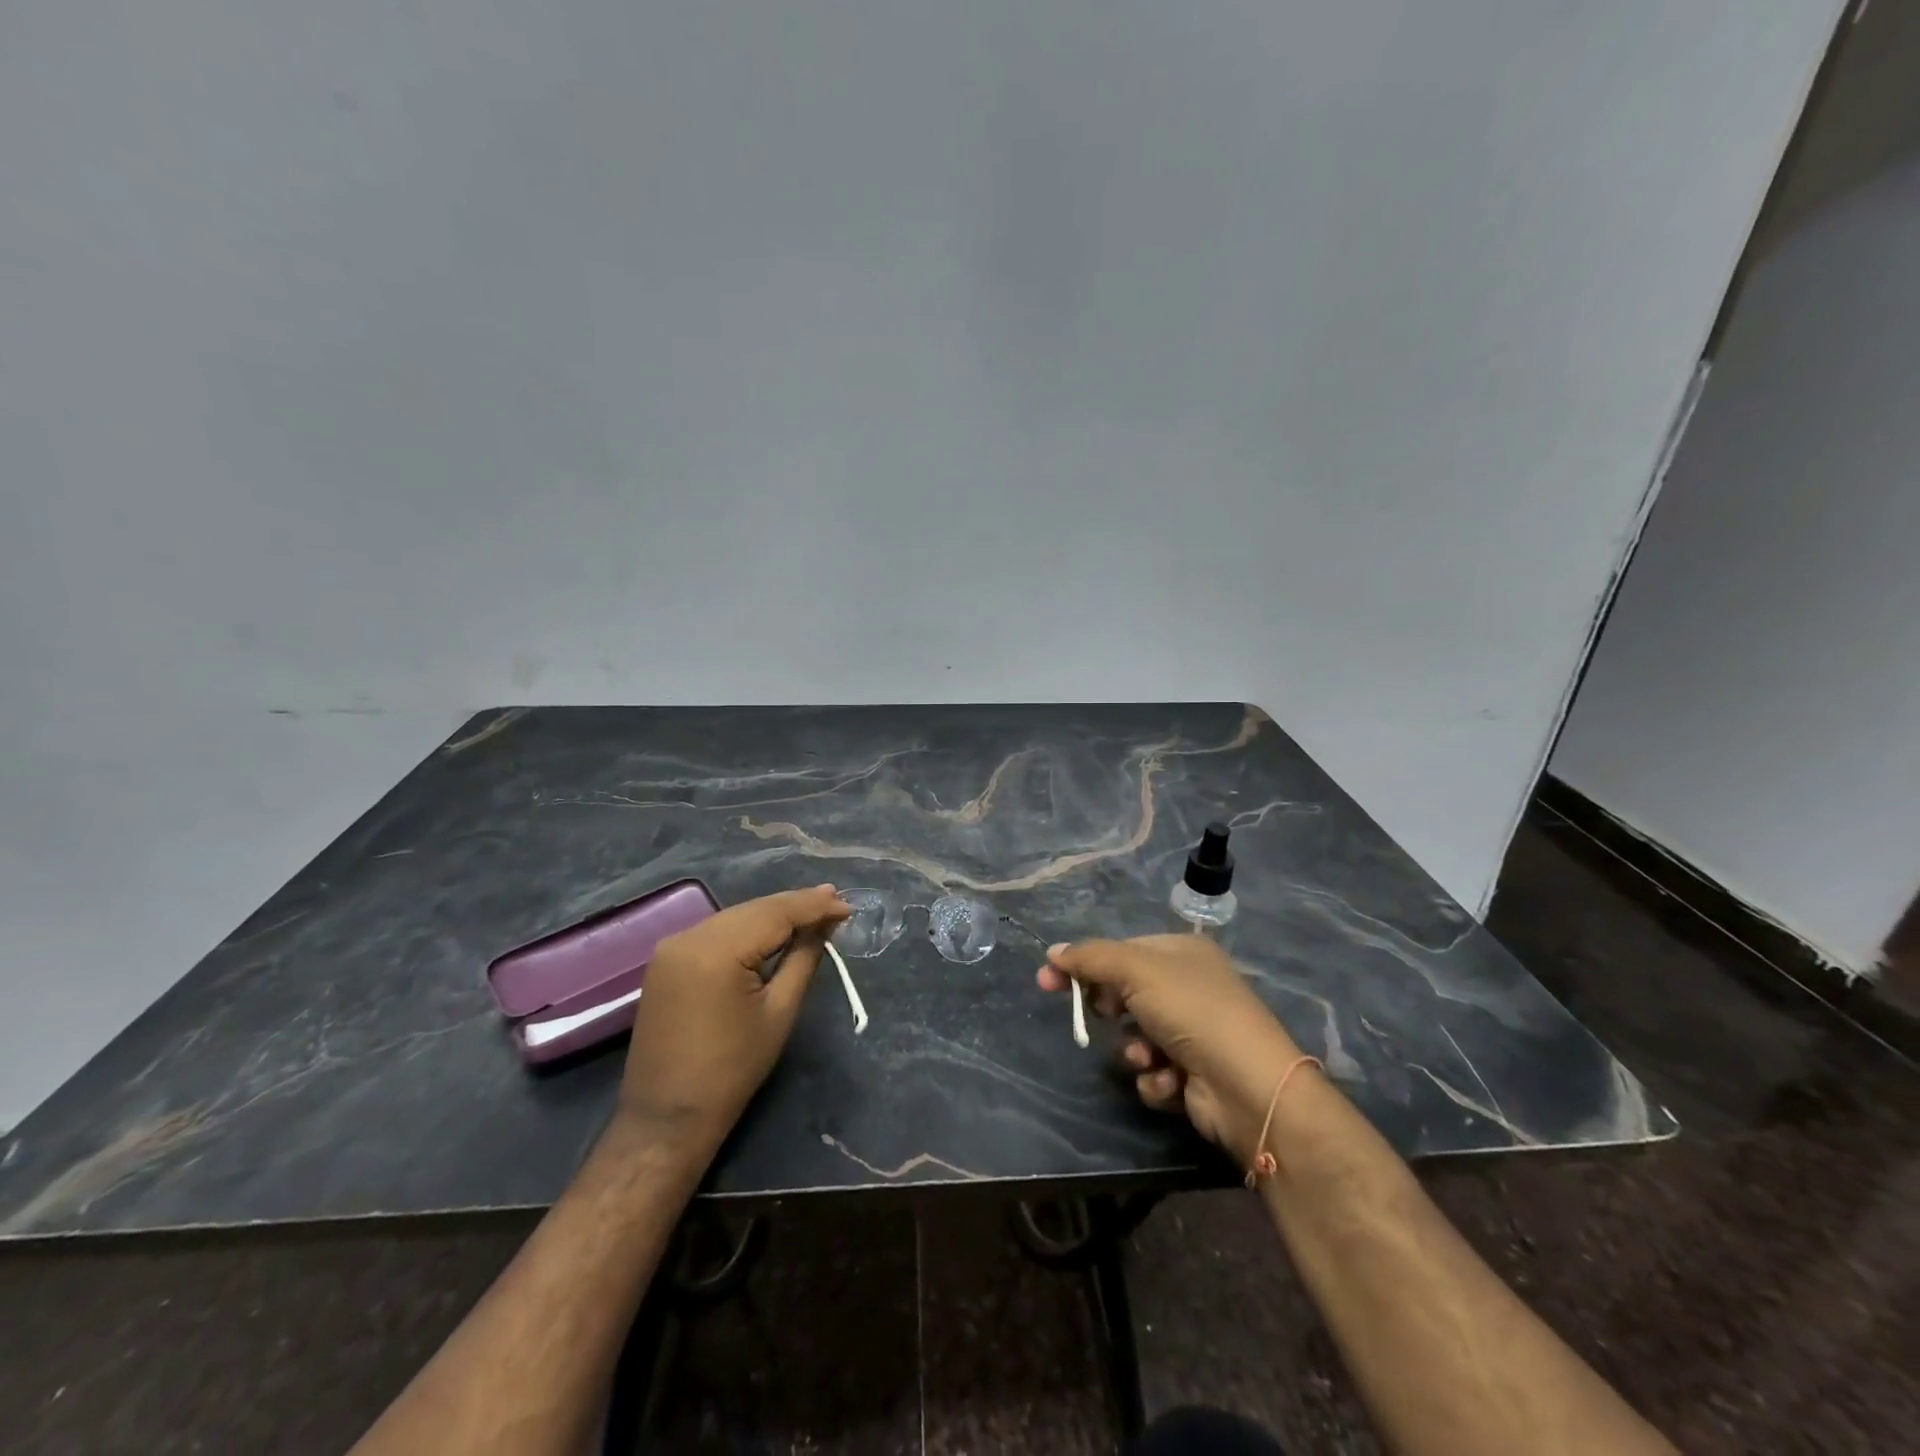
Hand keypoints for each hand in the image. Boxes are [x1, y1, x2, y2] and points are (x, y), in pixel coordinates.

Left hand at [618, 885, 850, 1153]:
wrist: (667, 1118)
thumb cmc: (733, 1070)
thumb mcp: (780, 1011)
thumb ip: (804, 957)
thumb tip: (825, 923)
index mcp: (717, 950)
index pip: (775, 913)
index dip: (814, 906)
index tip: (847, 905)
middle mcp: (689, 936)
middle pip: (754, 909)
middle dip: (795, 905)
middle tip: (835, 901)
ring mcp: (672, 946)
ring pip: (735, 916)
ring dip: (772, 914)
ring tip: (812, 911)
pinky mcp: (666, 959)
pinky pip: (716, 931)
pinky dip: (747, 929)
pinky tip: (772, 929)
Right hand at [1038, 936, 1304, 1167]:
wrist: (1249, 1087)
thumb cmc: (1192, 1011)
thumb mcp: (1135, 970)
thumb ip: (1090, 958)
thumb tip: (1053, 952)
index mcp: (1181, 953)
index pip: (1119, 951)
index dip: (1084, 964)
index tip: (1046, 981)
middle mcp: (1188, 987)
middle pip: (1125, 992)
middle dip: (1111, 1009)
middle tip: (1102, 1018)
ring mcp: (1193, 1032)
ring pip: (1135, 1036)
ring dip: (1133, 1050)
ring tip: (1146, 1057)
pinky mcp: (1193, 1073)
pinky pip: (1152, 1070)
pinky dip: (1154, 1077)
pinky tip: (1168, 1080)